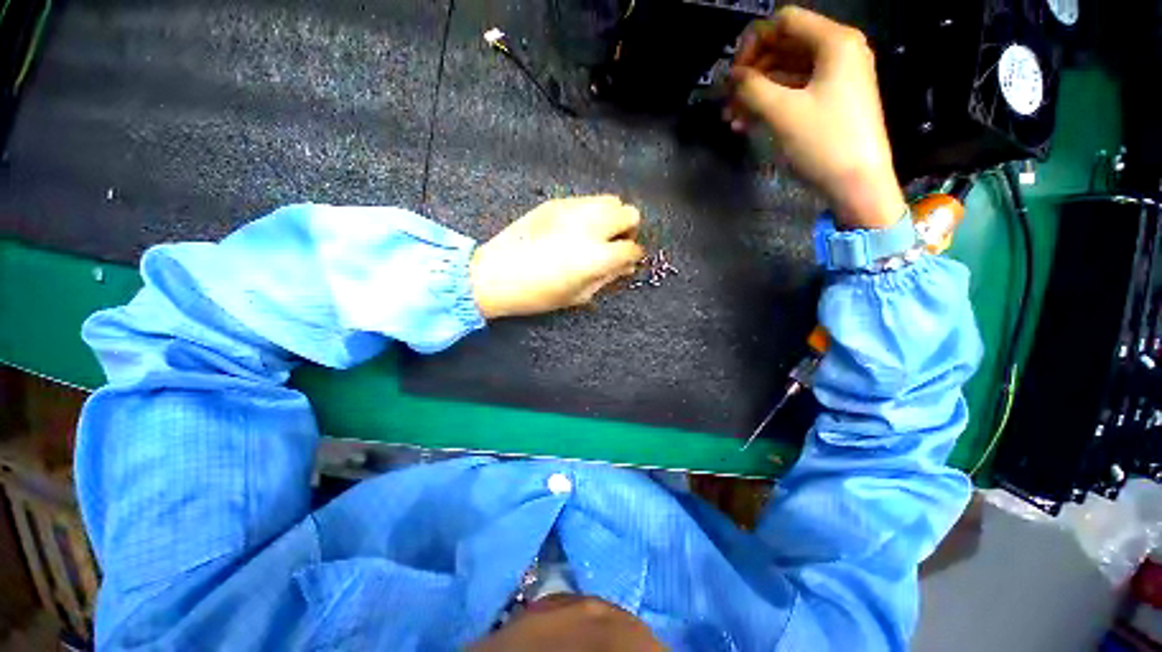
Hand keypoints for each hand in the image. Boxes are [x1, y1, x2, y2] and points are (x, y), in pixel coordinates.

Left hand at [470, 196, 643, 318]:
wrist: (495, 274)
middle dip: (627, 230)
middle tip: (613, 243)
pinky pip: (586, 200)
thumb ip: (607, 278)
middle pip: (629, 213)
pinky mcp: (555, 202)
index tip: (626, 261)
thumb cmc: (537, 294)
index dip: (633, 255)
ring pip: (610, 199)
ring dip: (611, 217)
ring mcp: (572, 210)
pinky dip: (590, 212)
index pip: (631, 248)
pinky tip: (575, 228)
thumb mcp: (578, 295)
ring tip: (596, 234)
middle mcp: (590, 227)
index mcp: (596, 256)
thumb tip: (626, 267)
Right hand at [725, 6, 905, 229]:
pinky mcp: (830, 102)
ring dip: (756, 93)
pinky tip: (747, 124)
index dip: (753, 43)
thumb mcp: (783, 112)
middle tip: (728, 101)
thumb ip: (752, 88)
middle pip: (784, 47)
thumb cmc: (824, 142)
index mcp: (834, 42)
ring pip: (785, 73)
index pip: (785, 22)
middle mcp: (837, 52)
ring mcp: (835, 78)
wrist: (858, 183)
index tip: (733, 75)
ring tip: (731, 118)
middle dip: (752, 73)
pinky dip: (770, 104)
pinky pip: (794, 93)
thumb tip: (731, 77)